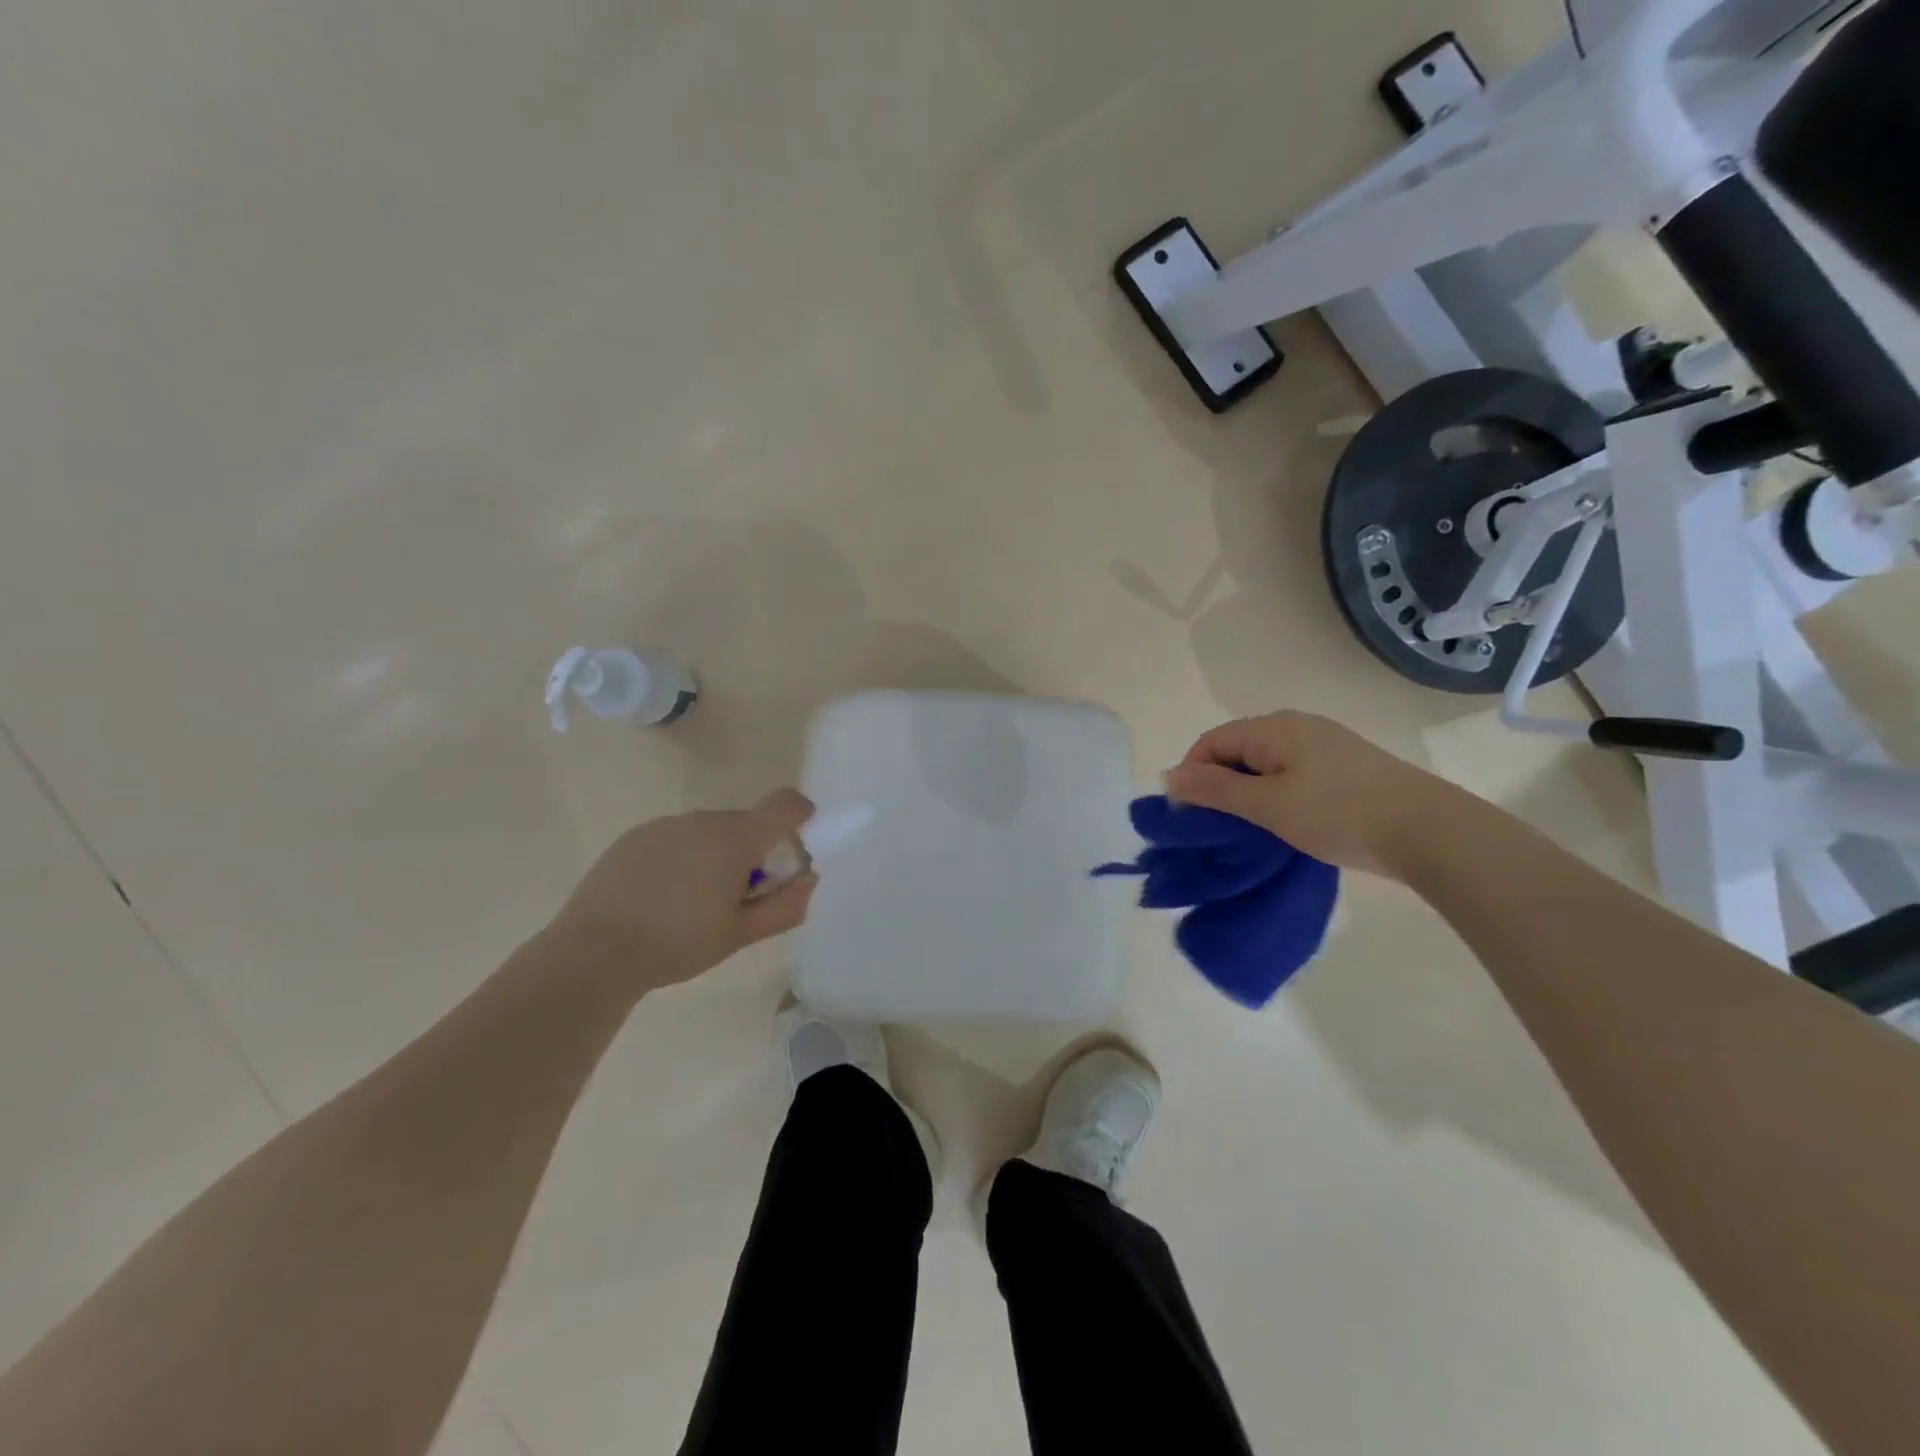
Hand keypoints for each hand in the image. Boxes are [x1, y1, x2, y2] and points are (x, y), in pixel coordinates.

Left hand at [549, 789, 818, 987]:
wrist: (593, 952)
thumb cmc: (677, 944)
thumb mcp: (740, 935)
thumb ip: (784, 906)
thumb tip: (810, 880)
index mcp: (736, 839)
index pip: (784, 805)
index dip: (800, 814)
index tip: (801, 836)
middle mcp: (703, 820)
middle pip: (745, 824)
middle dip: (752, 852)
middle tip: (739, 896)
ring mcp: (665, 825)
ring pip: (708, 832)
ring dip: (715, 855)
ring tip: (694, 902)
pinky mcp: (634, 837)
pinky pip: (675, 839)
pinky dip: (682, 858)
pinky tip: (661, 897)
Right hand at [1164, 711, 1468, 878]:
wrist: (1429, 832)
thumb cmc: (1338, 813)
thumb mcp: (1268, 805)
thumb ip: (1215, 790)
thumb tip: (1169, 777)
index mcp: (1274, 727)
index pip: (1212, 742)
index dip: (1192, 774)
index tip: (1190, 816)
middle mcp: (1297, 727)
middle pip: (1238, 751)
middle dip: (1219, 786)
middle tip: (1217, 828)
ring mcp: (1325, 746)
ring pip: (1266, 766)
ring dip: (1248, 795)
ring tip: (1249, 831)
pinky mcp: (1346, 769)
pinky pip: (1293, 776)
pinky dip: (1277, 798)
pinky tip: (1284, 826)